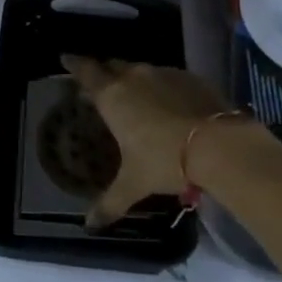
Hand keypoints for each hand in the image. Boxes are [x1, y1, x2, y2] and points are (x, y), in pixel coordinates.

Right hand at [61, 56, 234, 227]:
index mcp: (113, 96)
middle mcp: (134, 76)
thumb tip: (89, 225)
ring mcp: (164, 73)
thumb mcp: (134, 184)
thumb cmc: (163, 160)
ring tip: (134, 97)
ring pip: (141, 70)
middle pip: (113, 66)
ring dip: (134, 81)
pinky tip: (168, 105)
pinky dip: (161, 87)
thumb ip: (110, 202)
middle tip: (100, 86)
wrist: (216, 144)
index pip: (86, 71)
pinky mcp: (189, 77)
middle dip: (105, 73)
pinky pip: (167, 77)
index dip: (75, 64)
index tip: (66, 57)